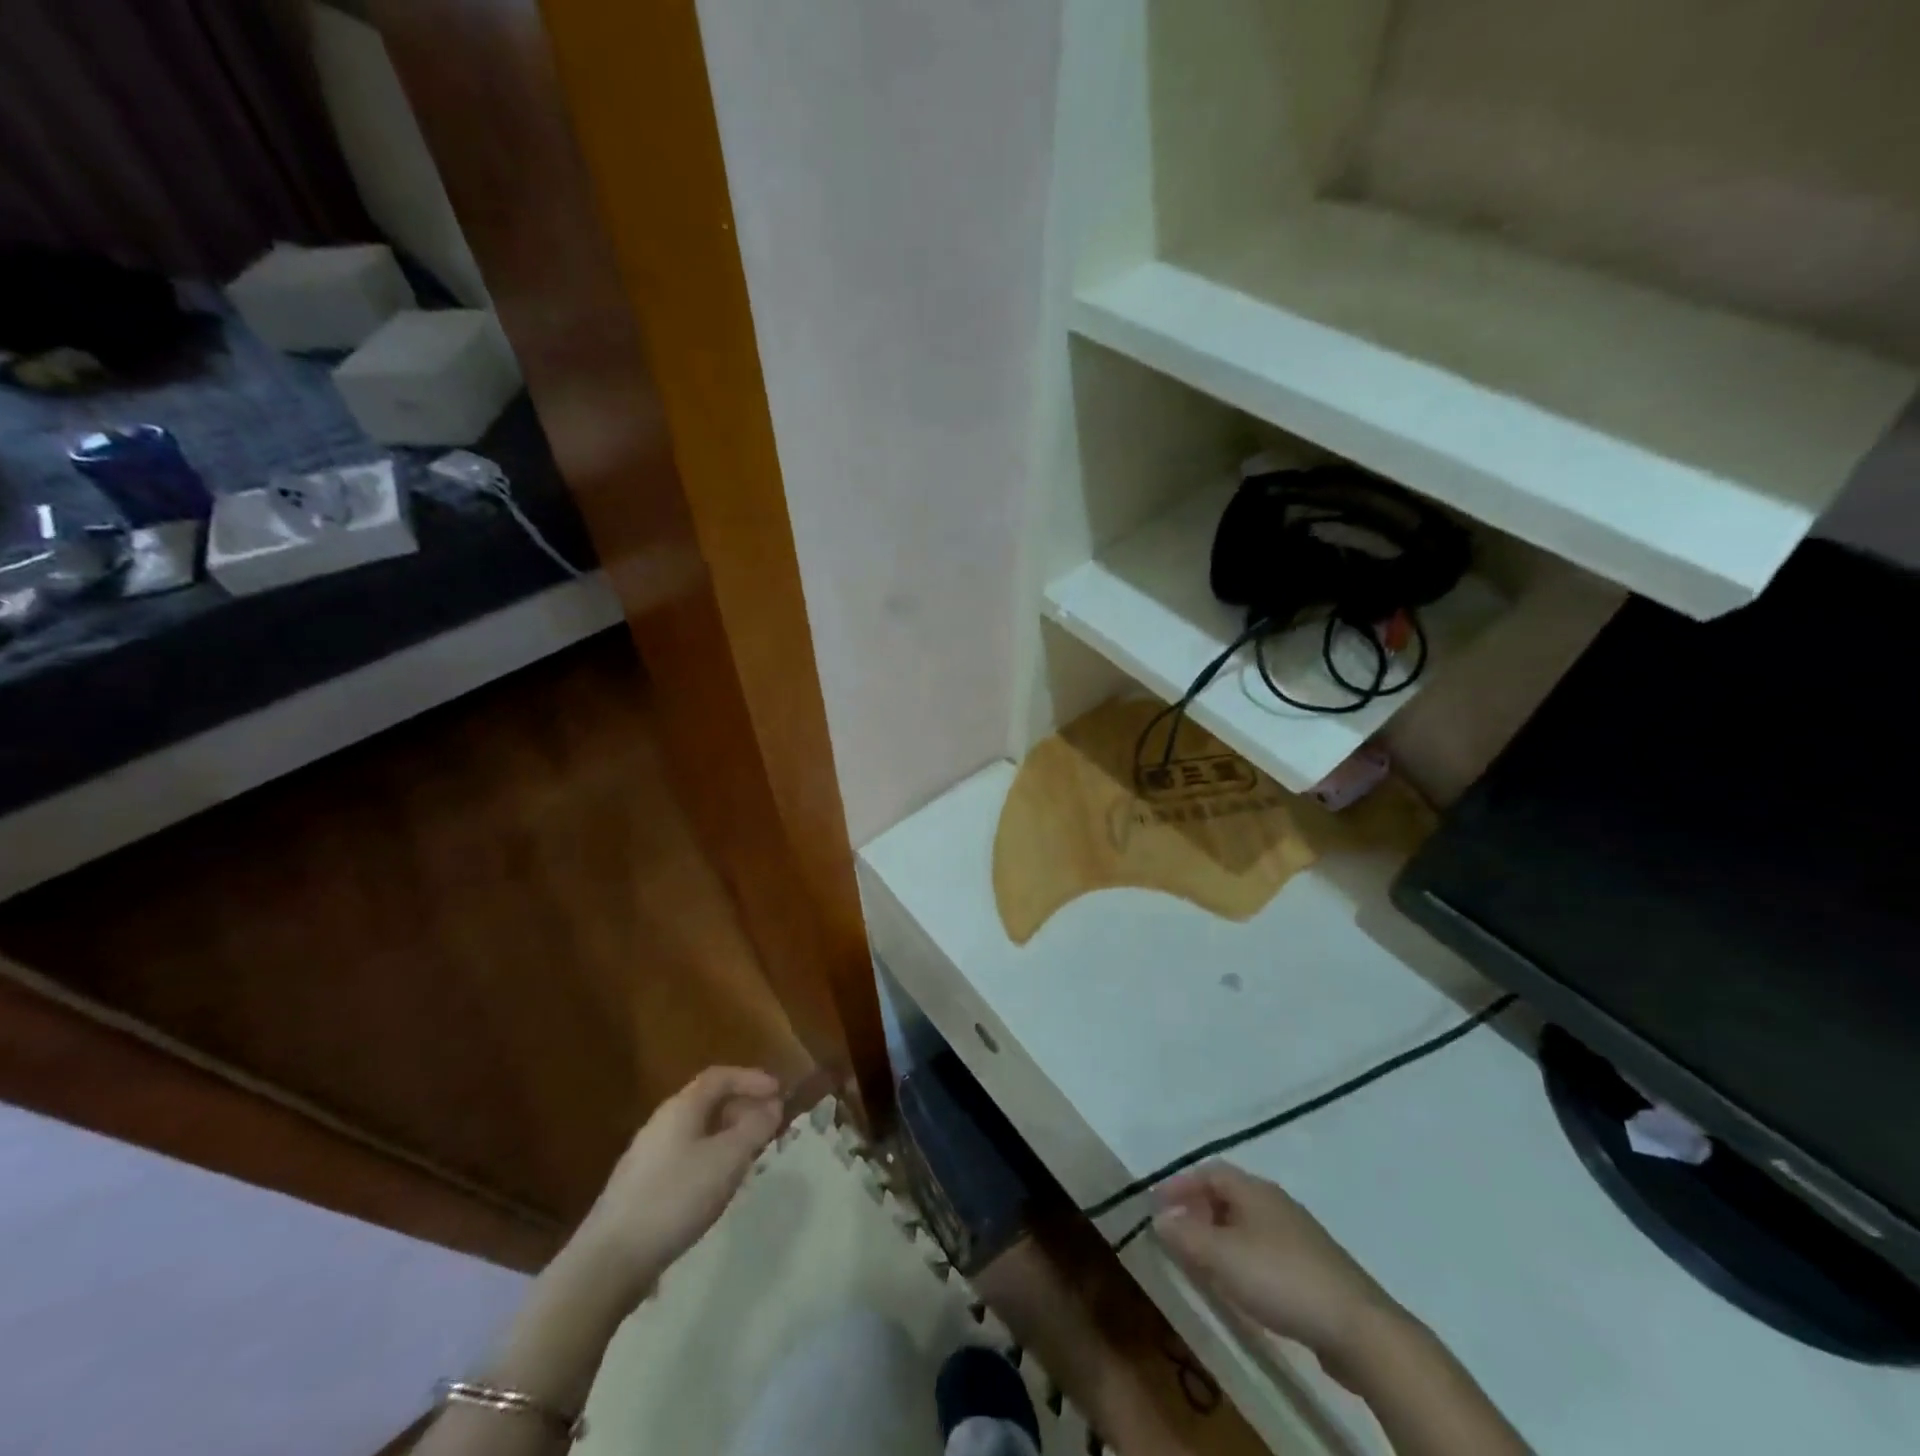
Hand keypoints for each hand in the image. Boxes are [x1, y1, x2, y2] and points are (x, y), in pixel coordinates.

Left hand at [573, 1066, 783, 1305]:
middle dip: (742, 1108)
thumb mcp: (727, 1160)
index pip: (719, 1077)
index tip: (779, 1092)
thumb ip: (754, 1128)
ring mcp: (647, 1156)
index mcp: (681, 1108)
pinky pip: (686, 1156)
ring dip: (728, 1136)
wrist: (608, 1262)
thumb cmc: (675, 1198)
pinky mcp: (641, 1188)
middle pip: (707, 1102)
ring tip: (750, 1157)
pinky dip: (710, 1158)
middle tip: (769, 1126)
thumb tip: (772, 1106)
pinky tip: (717, 1187)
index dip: (751, 1079)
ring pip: (697, 1132)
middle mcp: (661, 1123)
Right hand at [1154, 1163, 1402, 1372]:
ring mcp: (1298, 1234)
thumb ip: (1186, 1235)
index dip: (1180, 1184)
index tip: (1157, 1204)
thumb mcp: (1222, 1257)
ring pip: (1248, 1223)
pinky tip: (1241, 1286)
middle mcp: (1275, 1202)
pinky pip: (1266, 1249)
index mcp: (1254, 1189)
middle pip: (1229, 1195)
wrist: (1357, 1327)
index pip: (1209, 1171)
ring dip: (1220, 1235)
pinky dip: (1243, 1257)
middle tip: (1177, 1233)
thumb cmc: (1280, 1278)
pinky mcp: (1314, 1267)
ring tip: (1203, 1262)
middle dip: (1199, 1210)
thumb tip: (1158, 1217)